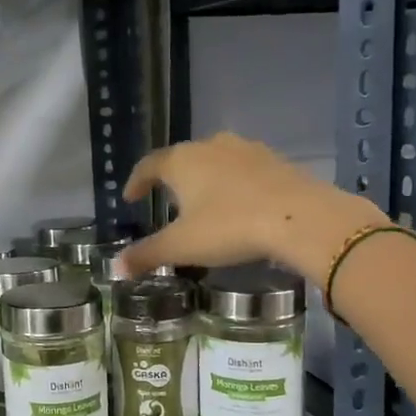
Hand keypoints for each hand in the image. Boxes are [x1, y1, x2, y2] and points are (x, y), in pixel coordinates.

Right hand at [118, 133, 386, 280]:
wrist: (301, 216)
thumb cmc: (230, 227)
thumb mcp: (182, 246)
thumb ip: (146, 255)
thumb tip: (114, 268)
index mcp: (182, 161)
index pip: (149, 165)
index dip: (136, 181)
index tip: (130, 197)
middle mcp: (210, 146)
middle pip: (182, 158)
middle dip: (172, 179)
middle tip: (167, 201)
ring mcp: (246, 150)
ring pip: (215, 160)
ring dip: (205, 178)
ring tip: (204, 202)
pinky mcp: (275, 160)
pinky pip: (244, 169)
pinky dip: (234, 183)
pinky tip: (239, 203)